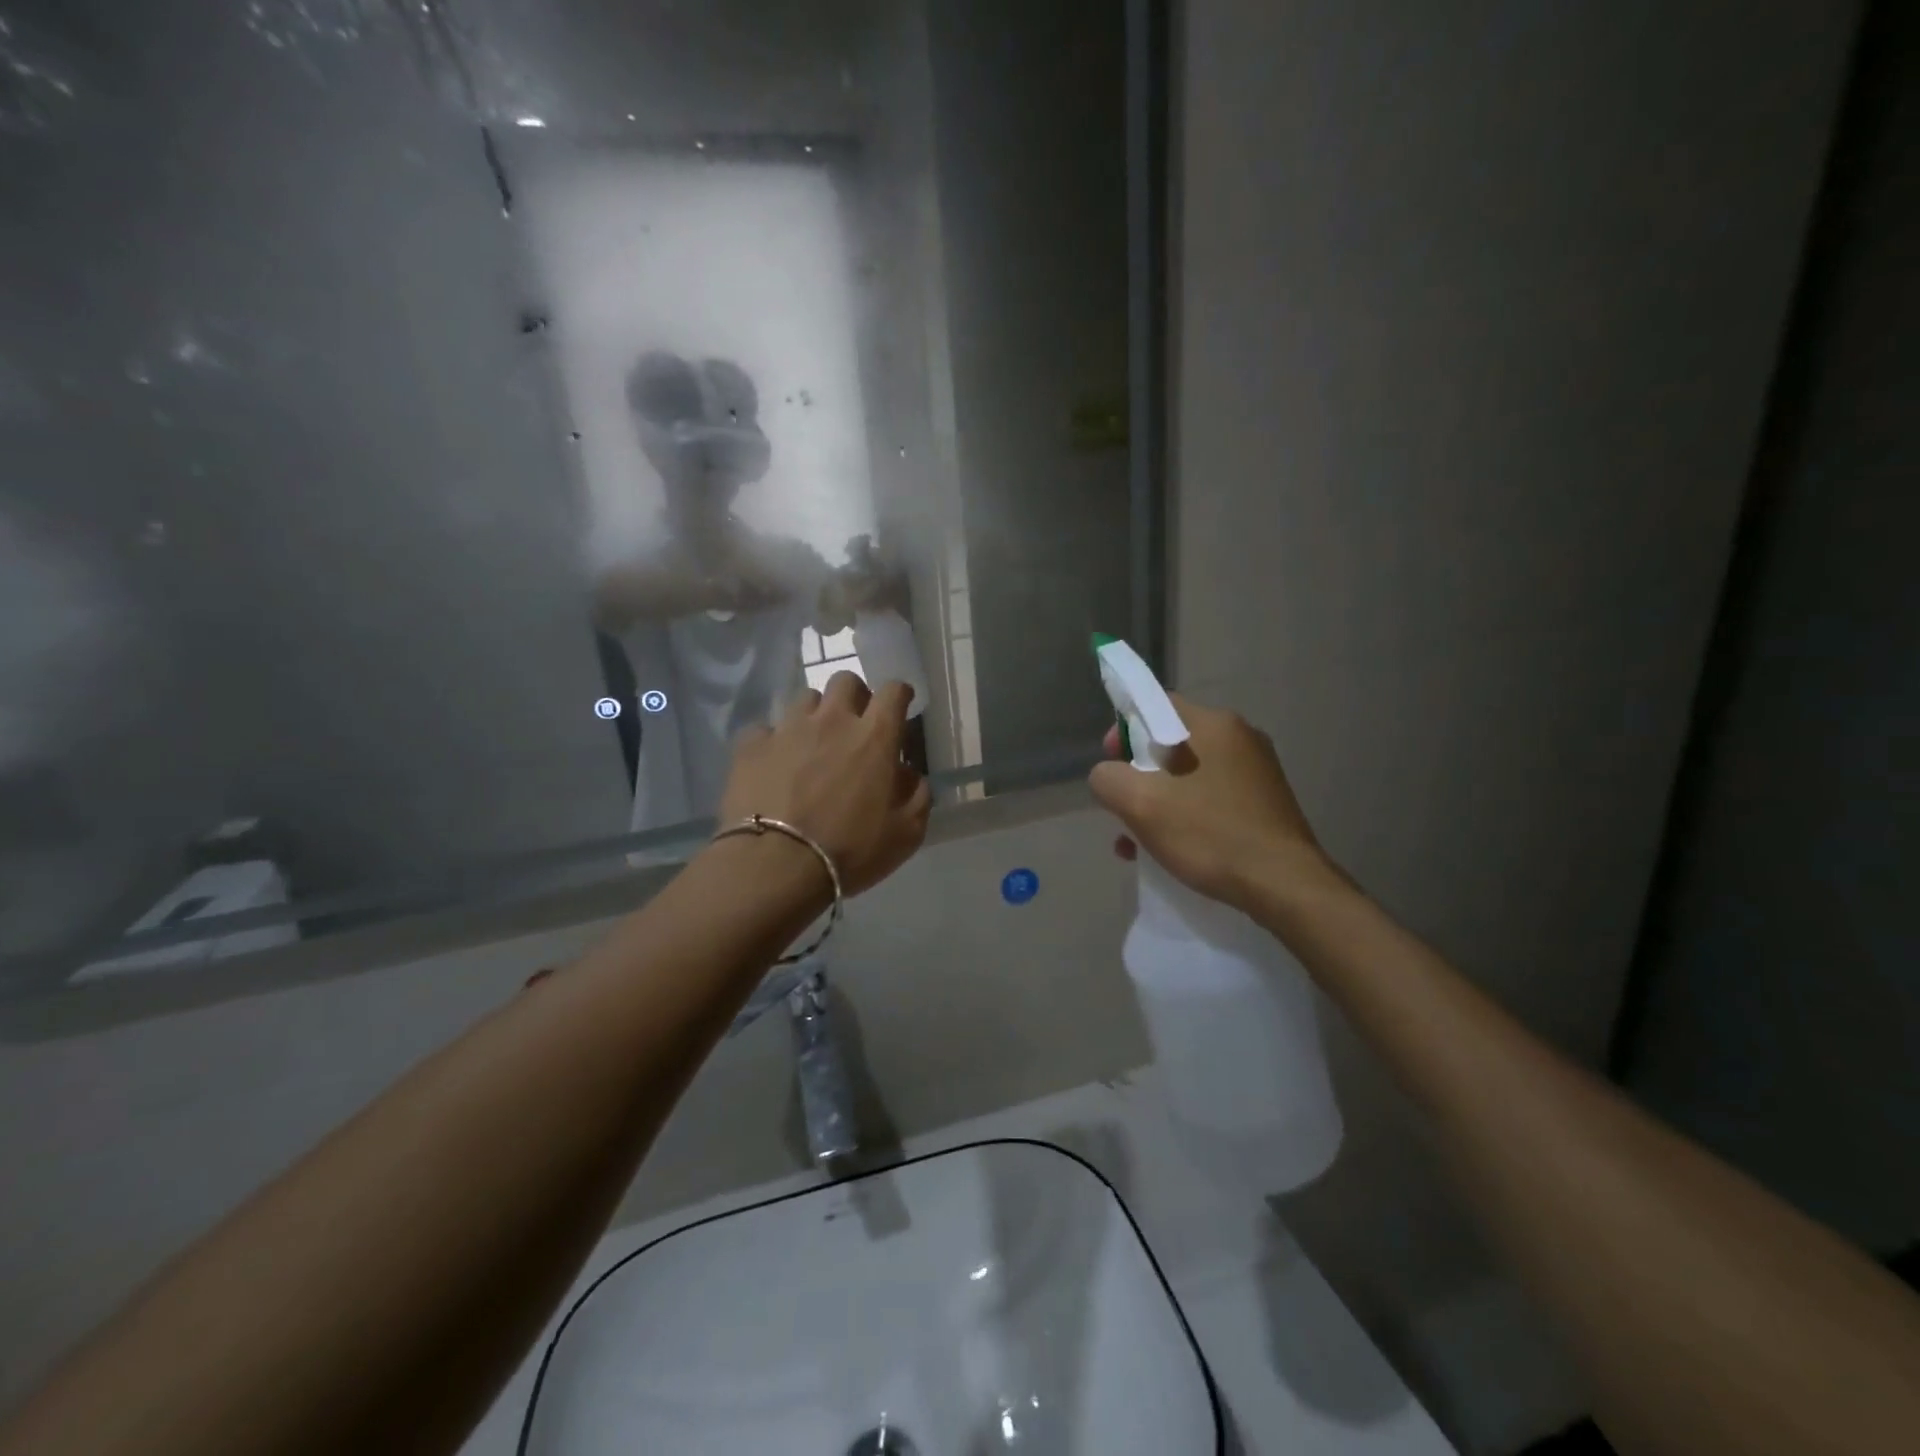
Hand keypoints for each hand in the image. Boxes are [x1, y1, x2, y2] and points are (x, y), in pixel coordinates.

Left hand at [719, 672, 931, 895]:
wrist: (775, 865)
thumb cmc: (849, 851)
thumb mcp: (906, 834)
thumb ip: (917, 796)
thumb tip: (910, 775)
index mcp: (874, 737)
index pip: (894, 691)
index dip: (900, 695)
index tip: (900, 706)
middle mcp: (832, 720)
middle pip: (846, 681)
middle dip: (855, 696)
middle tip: (855, 724)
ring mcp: (788, 729)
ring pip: (805, 699)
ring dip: (815, 716)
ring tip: (813, 744)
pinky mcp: (751, 745)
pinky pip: (766, 729)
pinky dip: (774, 742)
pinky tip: (774, 764)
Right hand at [1088, 693, 1335, 911]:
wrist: (1285, 886)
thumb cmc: (1210, 835)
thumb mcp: (1141, 804)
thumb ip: (1108, 779)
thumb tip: (1108, 776)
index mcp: (1214, 724)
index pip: (1157, 705)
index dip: (1124, 729)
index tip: (1111, 762)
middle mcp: (1241, 738)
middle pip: (1171, 743)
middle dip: (1139, 774)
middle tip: (1123, 806)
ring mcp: (1258, 771)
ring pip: (1189, 776)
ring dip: (1159, 801)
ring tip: (1137, 841)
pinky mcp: (1266, 803)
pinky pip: (1212, 798)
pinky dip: (1186, 816)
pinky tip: (1170, 850)